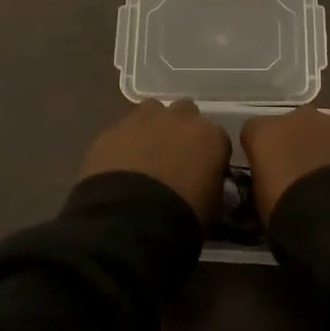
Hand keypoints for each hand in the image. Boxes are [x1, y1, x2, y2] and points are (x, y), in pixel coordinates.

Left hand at [79, 100, 231, 226]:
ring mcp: (143, 119)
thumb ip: (212, 186)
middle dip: (181, 130)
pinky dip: (124, 142)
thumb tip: (206, 185)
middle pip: (185, 114)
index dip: (208, 154)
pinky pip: (123, 129)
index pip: (217, 138)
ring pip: (152, 111)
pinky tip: (119, 164)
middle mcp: (180, 118)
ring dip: (152, 127)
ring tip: (144, 154)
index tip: (202, 171)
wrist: (131, 219)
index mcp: (211, 136)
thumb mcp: (213, 206)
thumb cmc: (183, 216)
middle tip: (173, 157)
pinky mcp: (112, 129)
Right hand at [241, 107, 329, 223]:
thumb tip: (273, 182)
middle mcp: (297, 117)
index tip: (267, 173)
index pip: (253, 133)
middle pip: (292, 126)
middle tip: (302, 177)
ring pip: (325, 131)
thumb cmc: (291, 213)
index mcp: (265, 132)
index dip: (260, 152)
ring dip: (326, 149)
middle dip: (295, 145)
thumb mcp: (262, 202)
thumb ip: (265, 182)